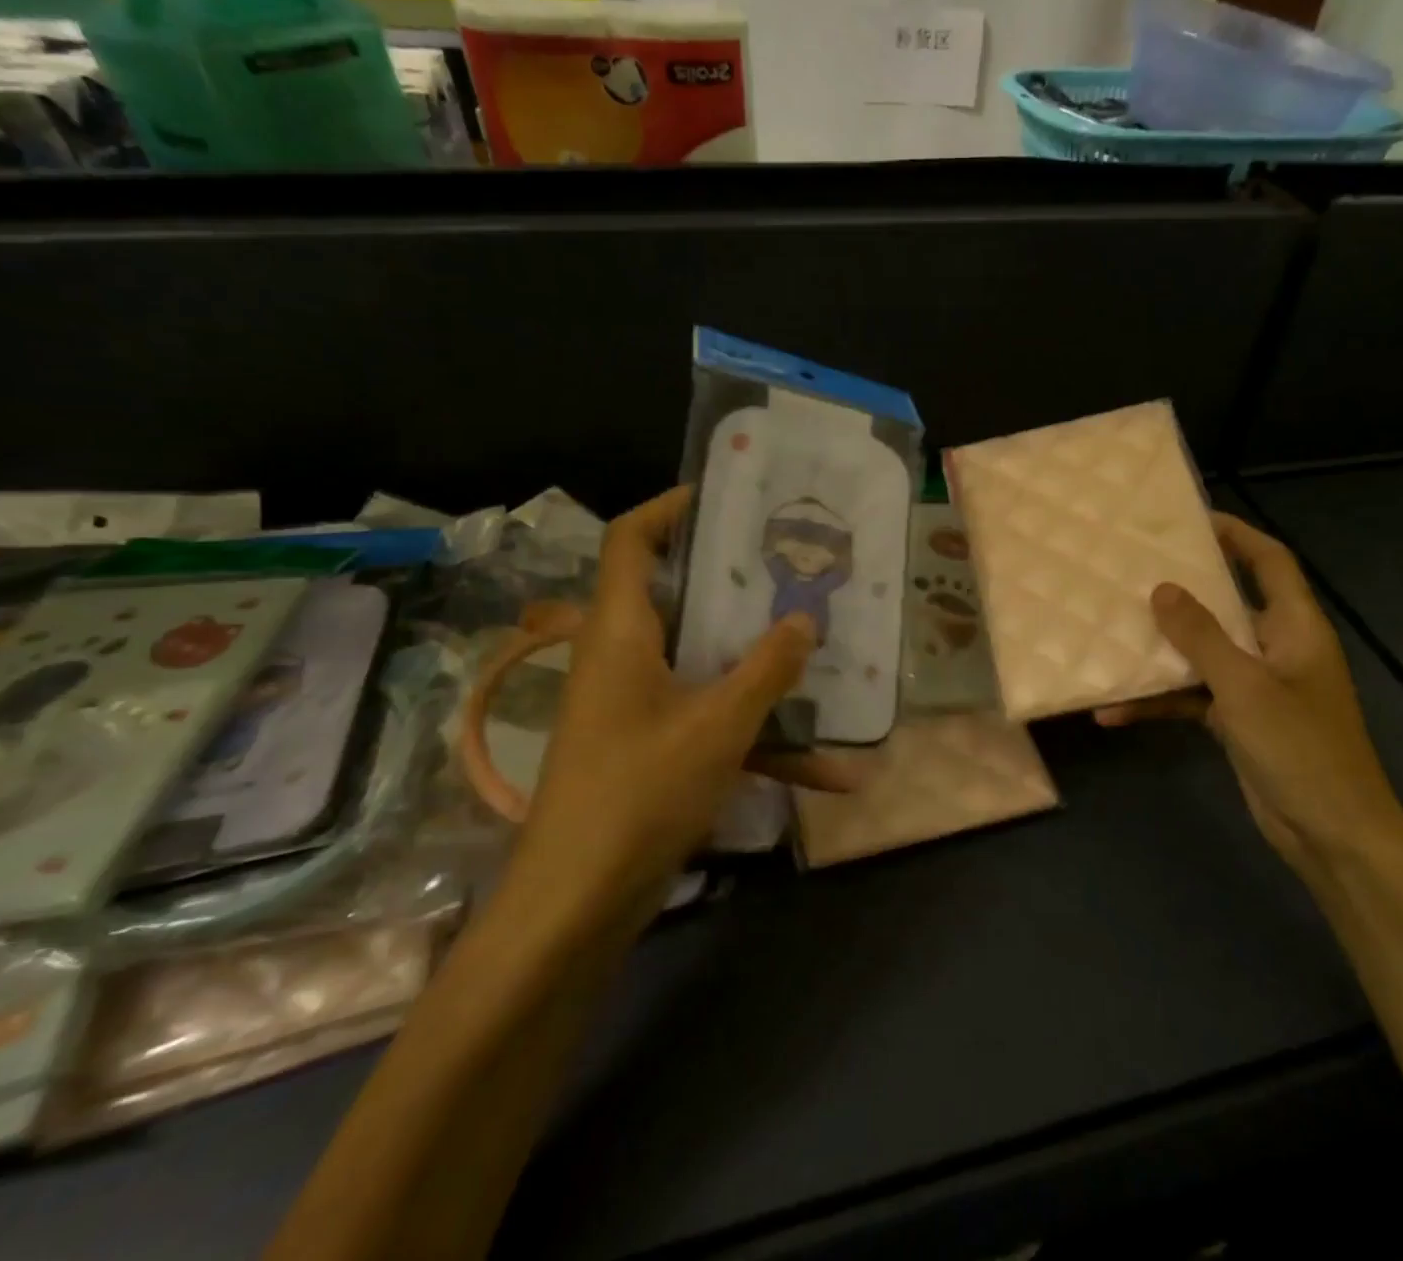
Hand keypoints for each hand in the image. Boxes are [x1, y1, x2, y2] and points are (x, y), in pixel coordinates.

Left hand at [516, 487, 854, 909]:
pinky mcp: (650, 748)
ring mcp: (636, 706)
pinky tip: (826, 771)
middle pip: (675, 595)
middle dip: (734, 581)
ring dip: (760, 668)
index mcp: (621, 633)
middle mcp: (623, 658)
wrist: (576, 906)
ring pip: (704, 664)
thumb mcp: (718, 725)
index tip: (724, 497)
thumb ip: (766, 668)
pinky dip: (760, 739)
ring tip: (821, 650)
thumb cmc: (639, 793)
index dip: (667, 508)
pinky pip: (711, 723)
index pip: (628, 541)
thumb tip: (804, 618)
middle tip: (790, 565)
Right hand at [1097, 514, 1402, 871]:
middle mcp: (1276, 648)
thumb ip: (1202, 637)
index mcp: (1295, 628)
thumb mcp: (1245, 687)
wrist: (1331, 835)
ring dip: (1160, 652)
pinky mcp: (1238, 720)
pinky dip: (1159, 701)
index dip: (1237, 535)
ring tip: (1110, 636)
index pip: (1270, 563)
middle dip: (1182, 590)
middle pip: (1227, 604)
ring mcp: (1256, 686)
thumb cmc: (1299, 748)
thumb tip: (1162, 589)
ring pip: (1202, 653)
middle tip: (1132, 572)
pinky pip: (1191, 697)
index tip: (1190, 520)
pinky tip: (1114, 713)